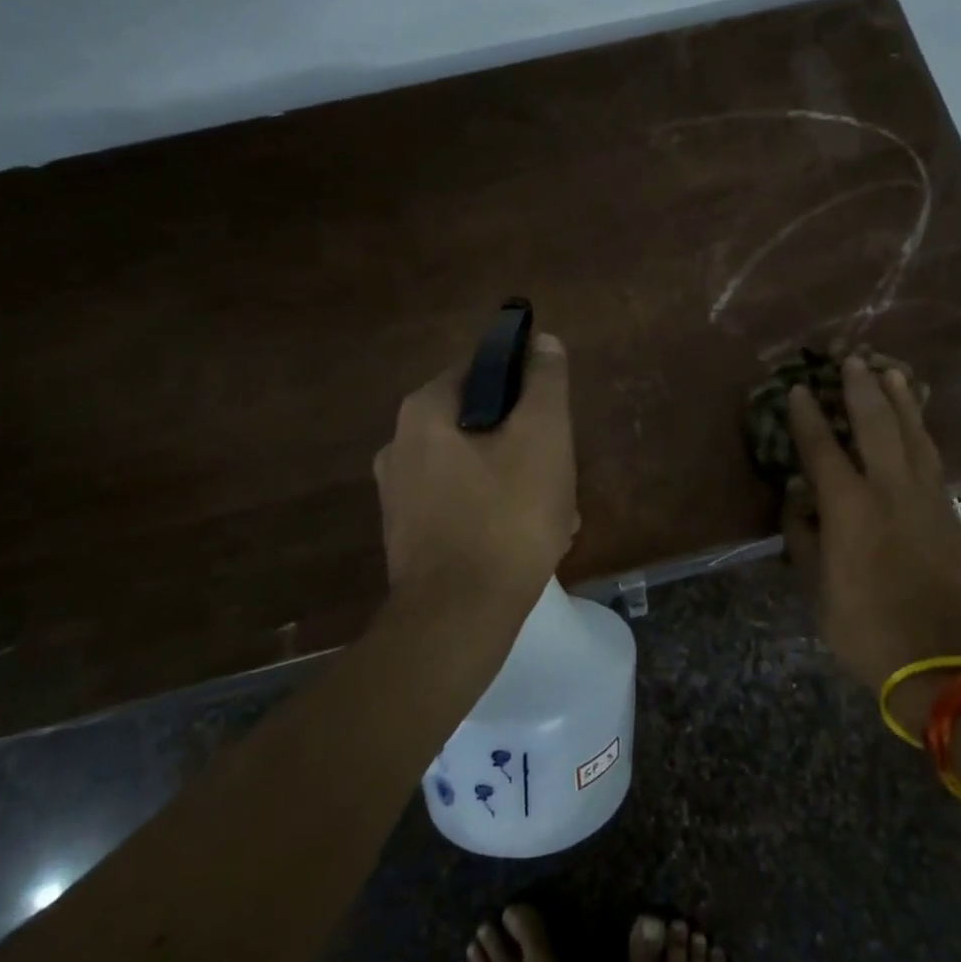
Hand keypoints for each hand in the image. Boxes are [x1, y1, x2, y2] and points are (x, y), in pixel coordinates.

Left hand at [372, 332, 578, 614]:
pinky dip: (496, 513)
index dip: (525, 386)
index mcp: (424, 411)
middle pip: (482, 423)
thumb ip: (545, 383)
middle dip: (527, 445)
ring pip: (477, 468)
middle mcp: (400, 445)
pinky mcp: (409, 535)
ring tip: (556, 516)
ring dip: (519, 483)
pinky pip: (463, 505)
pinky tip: (528, 542)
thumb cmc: (506, 518)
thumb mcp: (542, 437)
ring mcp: (400, 495)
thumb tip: (542, 341)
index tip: (554, 418)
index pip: (482, 369)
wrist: (457, 620)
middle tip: (560, 475)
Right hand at [783, 356, 960, 732]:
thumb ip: (804, 539)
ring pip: (915, 436)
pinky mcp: (952, 515)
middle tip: (852, 359)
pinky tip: (917, 426)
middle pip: (876, 426)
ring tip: (892, 371)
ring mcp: (927, 500)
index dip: (807, 416)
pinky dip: (922, 435)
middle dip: (862, 389)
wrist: (941, 660)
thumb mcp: (817, 588)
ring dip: (901, 401)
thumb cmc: (864, 627)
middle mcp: (889, 491)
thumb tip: (797, 504)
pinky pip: (933, 461)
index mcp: (849, 508)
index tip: (799, 388)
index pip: (822, 449)